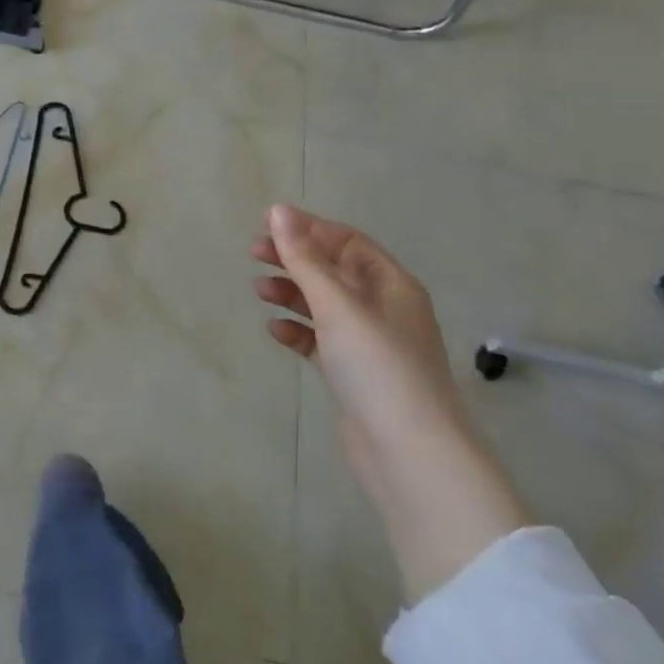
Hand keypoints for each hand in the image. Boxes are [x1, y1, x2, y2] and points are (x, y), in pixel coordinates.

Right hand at [251, 204, 466, 478]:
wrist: (410, 453)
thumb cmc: (378, 365)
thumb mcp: (337, 305)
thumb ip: (304, 258)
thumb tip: (278, 210)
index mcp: (391, 284)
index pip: (347, 242)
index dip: (308, 229)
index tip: (267, 223)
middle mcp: (383, 308)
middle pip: (332, 270)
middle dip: (294, 259)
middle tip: (253, 252)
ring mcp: (368, 344)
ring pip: (323, 305)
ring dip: (291, 293)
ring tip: (259, 291)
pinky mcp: (353, 374)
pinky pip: (320, 341)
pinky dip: (297, 331)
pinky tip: (275, 331)